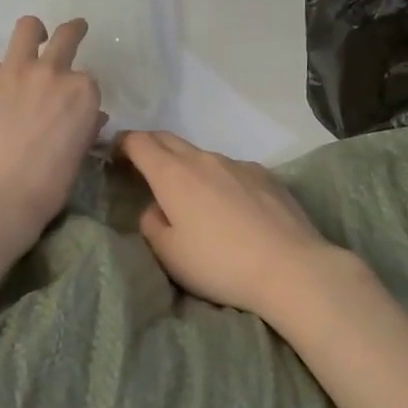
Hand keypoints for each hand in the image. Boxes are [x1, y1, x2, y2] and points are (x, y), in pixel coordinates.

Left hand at [0, 17, 103, 249]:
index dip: (81, 88)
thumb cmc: (49, 184)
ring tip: (31, 40)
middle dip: (73, 31)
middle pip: (66, 36)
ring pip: (27, 28)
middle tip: (74, 31)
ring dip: (32, 32)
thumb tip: (92, 115)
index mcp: (82, 91)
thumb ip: (88, 126)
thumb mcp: (79, 154)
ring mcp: (13, 71)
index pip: (87, 77)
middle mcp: (51, 71)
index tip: (75, 99)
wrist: (0, 195)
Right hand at [115, 131, 343, 324]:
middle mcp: (204, 159)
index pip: (139, 142)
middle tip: (143, 168)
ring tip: (193, 198)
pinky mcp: (266, 175)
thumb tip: (157, 208)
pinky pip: (232, 170)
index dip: (123, 144)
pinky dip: (220, 180)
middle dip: (150, 146)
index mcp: (173, 175)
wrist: (291, 268)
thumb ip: (152, 223)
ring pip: (202, 156)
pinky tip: (232, 209)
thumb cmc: (220, 264)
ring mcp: (238, 164)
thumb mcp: (169, 254)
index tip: (116, 155)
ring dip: (188, 167)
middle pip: (168, 139)